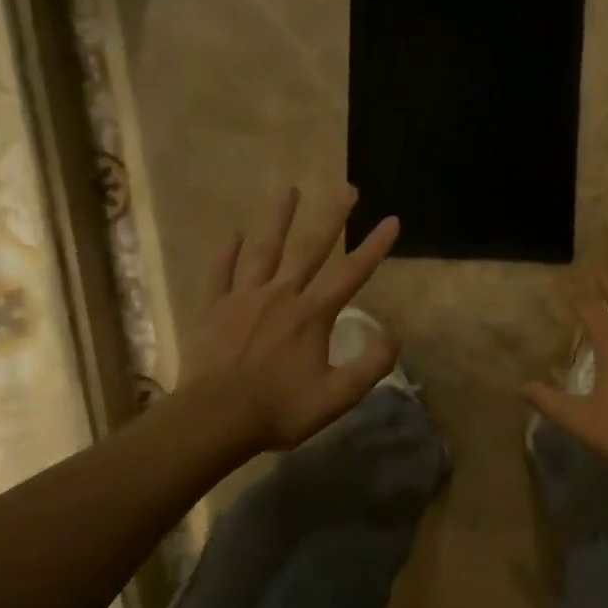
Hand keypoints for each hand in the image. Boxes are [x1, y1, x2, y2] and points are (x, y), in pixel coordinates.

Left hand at [181, 186, 400, 452]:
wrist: (215, 419)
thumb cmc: (280, 409)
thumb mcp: (338, 396)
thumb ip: (371, 365)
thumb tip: (394, 335)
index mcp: (313, 315)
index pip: (351, 274)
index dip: (375, 246)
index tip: (392, 220)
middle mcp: (282, 295)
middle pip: (311, 249)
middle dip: (332, 217)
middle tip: (347, 189)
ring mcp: (244, 298)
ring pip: (265, 249)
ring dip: (278, 218)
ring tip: (288, 189)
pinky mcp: (213, 308)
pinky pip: (221, 273)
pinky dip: (228, 252)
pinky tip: (234, 234)